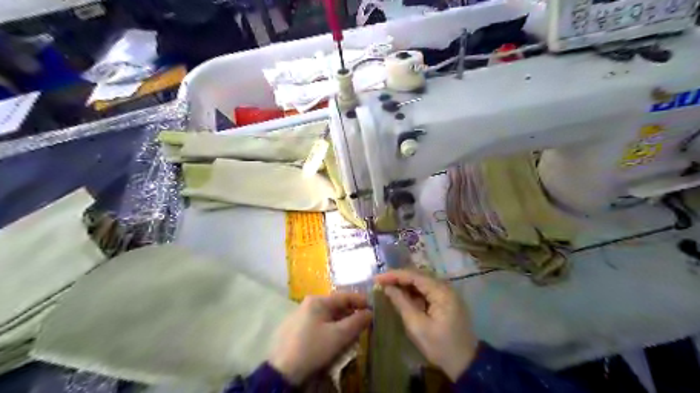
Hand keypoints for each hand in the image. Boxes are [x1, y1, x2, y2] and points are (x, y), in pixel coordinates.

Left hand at [268, 294, 370, 385]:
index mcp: (318, 300)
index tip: (374, 309)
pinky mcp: (296, 329)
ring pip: (328, 315)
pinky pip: (319, 324)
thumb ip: (356, 322)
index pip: (345, 296)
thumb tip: (370, 313)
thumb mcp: (338, 336)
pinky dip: (331, 329)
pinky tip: (335, 340)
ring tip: (352, 334)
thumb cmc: (312, 348)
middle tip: (365, 324)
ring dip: (342, 323)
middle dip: (352, 314)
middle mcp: (309, 303)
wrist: (281, 371)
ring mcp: (301, 315)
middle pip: (336, 306)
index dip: (361, 301)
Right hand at [374, 270, 479, 380]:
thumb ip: (402, 303)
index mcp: (441, 292)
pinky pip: (426, 291)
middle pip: (418, 276)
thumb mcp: (417, 326)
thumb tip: (387, 288)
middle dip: (398, 278)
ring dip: (405, 284)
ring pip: (422, 283)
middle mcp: (446, 288)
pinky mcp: (446, 301)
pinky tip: (401, 295)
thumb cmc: (440, 346)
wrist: (466, 364)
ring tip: (387, 286)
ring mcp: (447, 294)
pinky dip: (413, 292)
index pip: (414, 276)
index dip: (394, 275)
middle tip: (380, 282)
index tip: (377, 278)